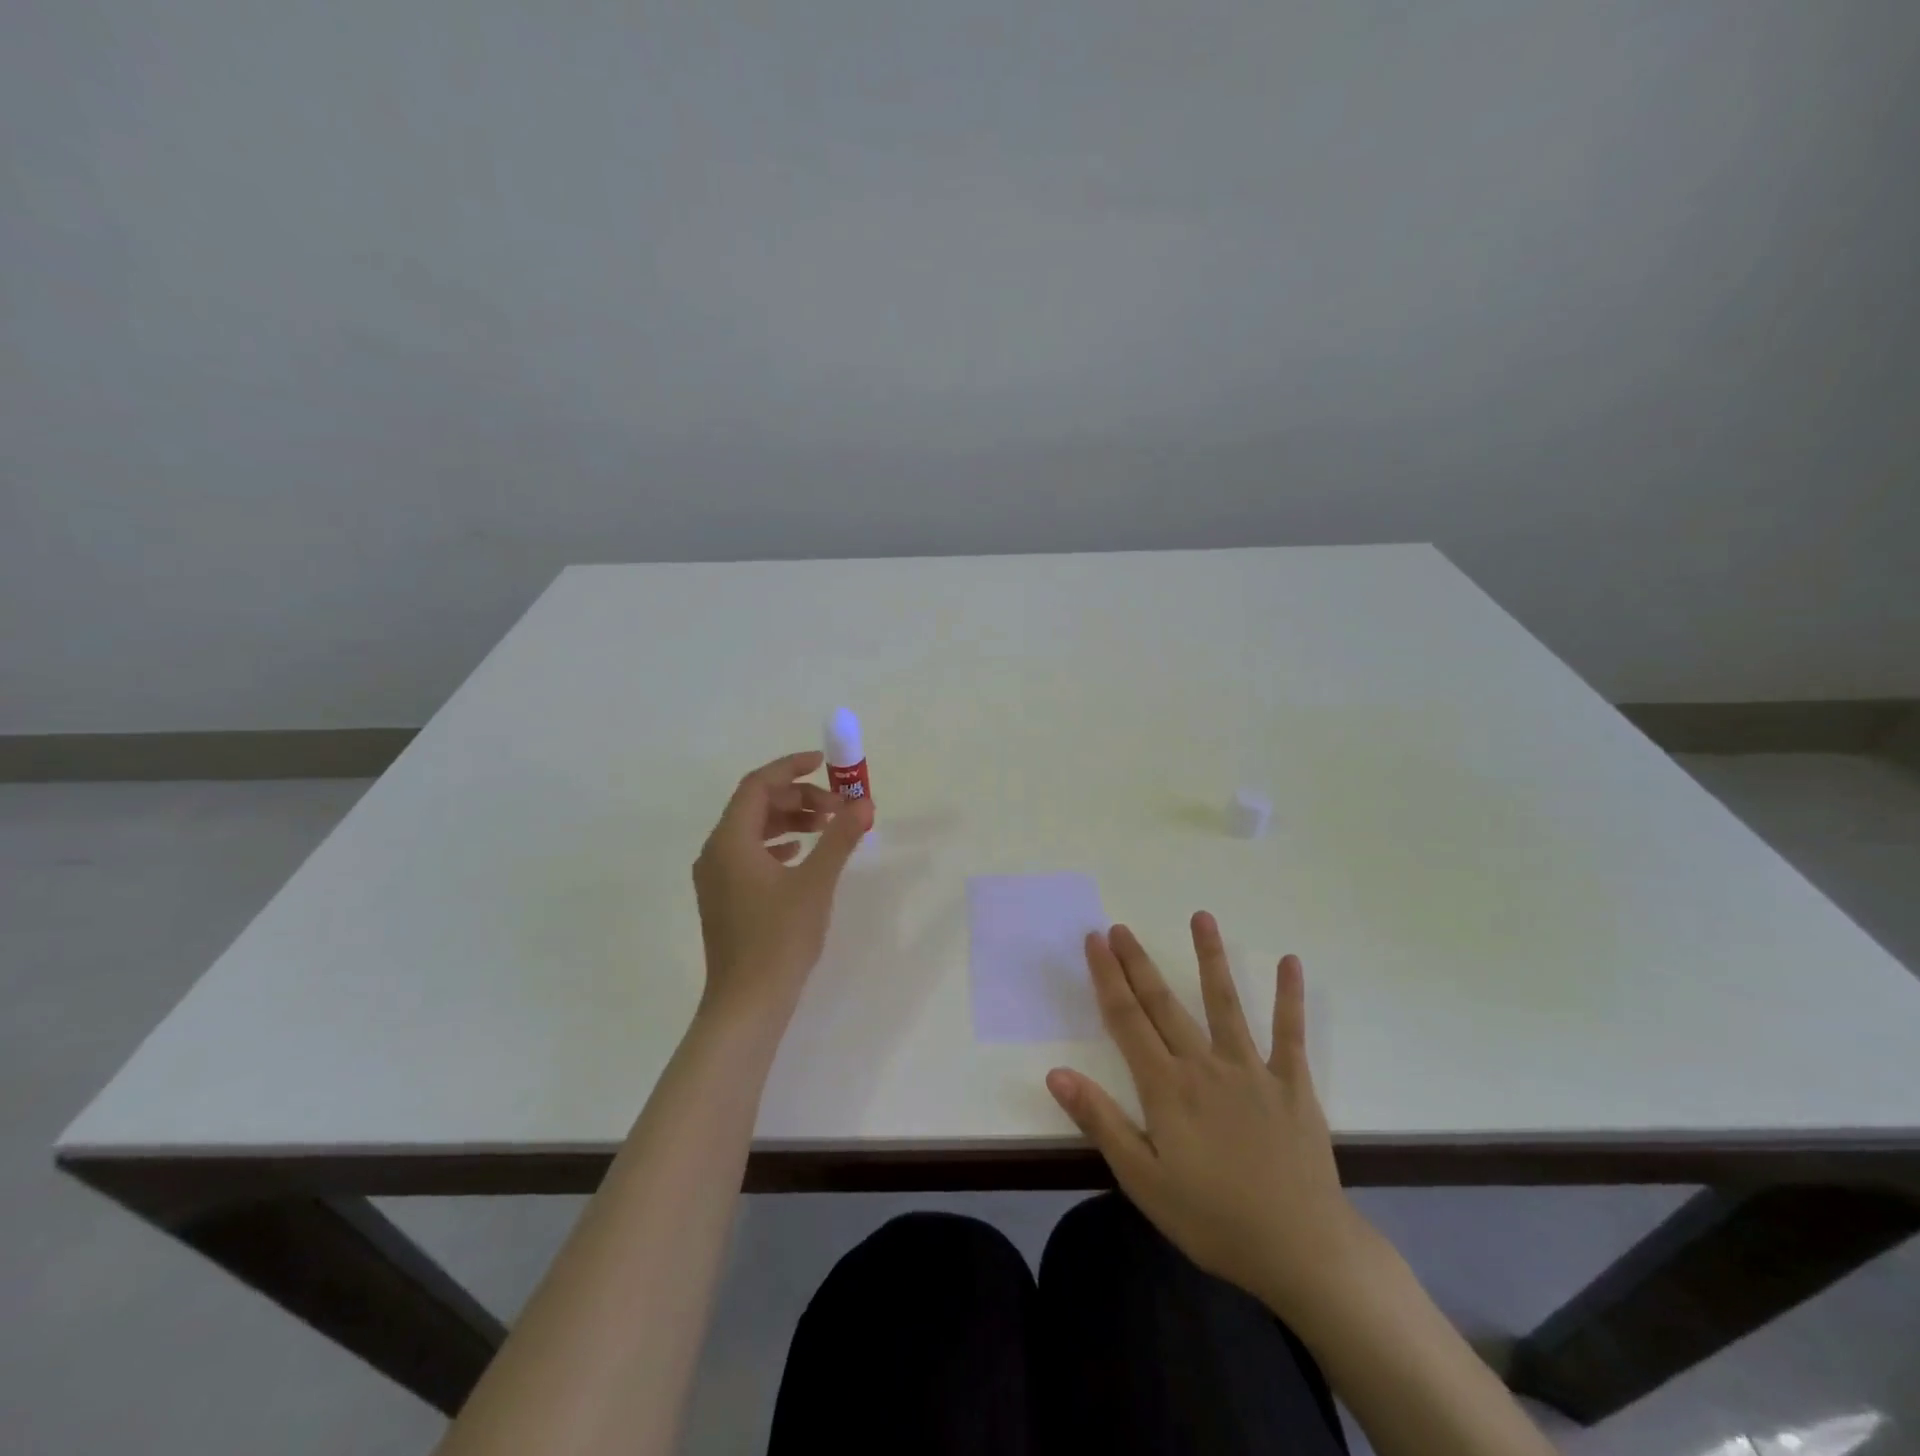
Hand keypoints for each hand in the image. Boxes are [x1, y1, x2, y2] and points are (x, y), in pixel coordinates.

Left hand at [692, 751, 871, 1025]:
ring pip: (752, 831)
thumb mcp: (816, 882)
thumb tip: (864, 803)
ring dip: (790, 821)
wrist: (747, 1004)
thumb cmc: (779, 938)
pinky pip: (749, 854)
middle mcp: (715, 852)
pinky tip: (800, 855)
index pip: (757, 785)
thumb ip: (839, 837)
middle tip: (837, 808)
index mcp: (730, 841)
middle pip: (755, 806)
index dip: (791, 768)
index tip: (824, 764)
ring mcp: (716, 878)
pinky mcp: (724, 899)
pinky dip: (777, 845)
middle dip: (798, 798)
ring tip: (826, 828)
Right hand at [1046, 914, 1373, 1323]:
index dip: (1107, 977)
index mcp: (1166, 1088)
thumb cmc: (1213, 1219)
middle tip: (1119, 926)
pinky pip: (1290, 1033)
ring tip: (1201, 917)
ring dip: (1210, 957)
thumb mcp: (1143, 1180)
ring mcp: (1251, 1069)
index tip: (1094, 941)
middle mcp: (1204, 1065)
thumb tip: (1055, 1073)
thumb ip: (1101, 1122)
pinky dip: (1289, 997)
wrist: (1301, 1251)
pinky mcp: (1292, 1083)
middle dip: (1138, 963)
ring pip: (1225, 1002)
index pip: (1126, 1020)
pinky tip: (1290, 961)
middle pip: (1163, 1003)